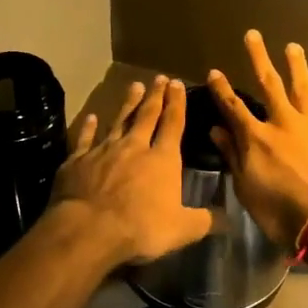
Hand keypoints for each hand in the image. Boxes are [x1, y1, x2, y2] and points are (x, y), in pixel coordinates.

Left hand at [47, 76, 211, 265]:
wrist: (88, 229)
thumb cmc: (140, 228)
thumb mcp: (182, 230)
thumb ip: (206, 221)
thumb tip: (230, 219)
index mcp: (162, 159)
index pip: (173, 124)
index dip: (177, 103)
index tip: (178, 84)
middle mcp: (134, 147)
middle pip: (146, 115)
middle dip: (155, 96)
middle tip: (159, 78)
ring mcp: (103, 151)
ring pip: (118, 121)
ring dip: (127, 104)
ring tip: (134, 86)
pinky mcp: (78, 161)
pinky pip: (86, 139)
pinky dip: (89, 127)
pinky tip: (91, 117)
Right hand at [206, 31, 307, 248]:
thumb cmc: (282, 214)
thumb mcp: (247, 190)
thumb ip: (233, 157)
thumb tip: (216, 130)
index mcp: (258, 138)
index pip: (234, 108)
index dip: (222, 89)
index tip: (214, 71)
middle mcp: (286, 123)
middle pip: (270, 85)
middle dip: (259, 59)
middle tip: (253, 35)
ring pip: (305, 89)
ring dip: (298, 67)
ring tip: (293, 47)